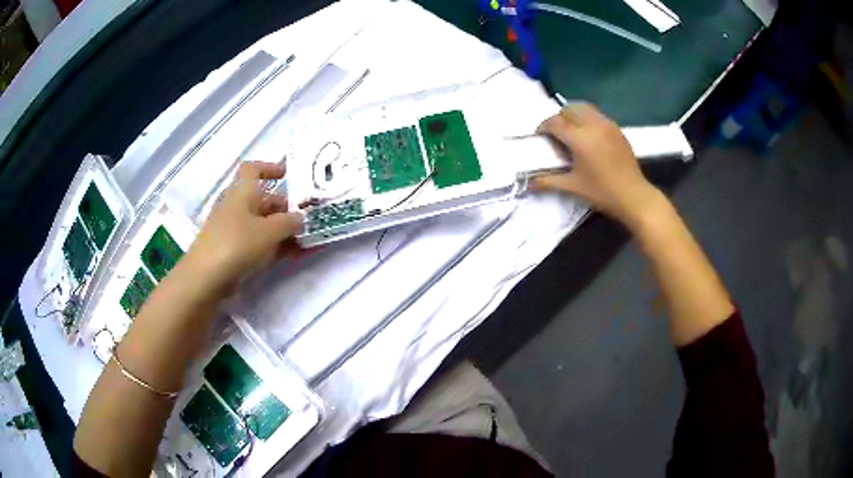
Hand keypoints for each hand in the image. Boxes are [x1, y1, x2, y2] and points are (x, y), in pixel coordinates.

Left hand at [182, 162, 303, 295]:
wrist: (206, 278)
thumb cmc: (237, 243)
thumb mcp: (270, 231)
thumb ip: (289, 222)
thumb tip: (299, 217)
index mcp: (242, 192)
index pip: (253, 169)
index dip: (270, 168)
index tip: (288, 175)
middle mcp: (236, 207)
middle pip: (263, 200)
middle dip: (286, 208)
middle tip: (308, 217)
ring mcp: (234, 230)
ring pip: (263, 224)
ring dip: (284, 230)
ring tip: (307, 240)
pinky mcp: (234, 251)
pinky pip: (259, 243)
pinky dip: (275, 246)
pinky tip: (294, 255)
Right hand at [533, 103, 661, 226]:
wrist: (634, 196)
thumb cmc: (602, 192)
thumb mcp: (573, 187)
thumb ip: (548, 182)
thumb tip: (527, 183)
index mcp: (580, 138)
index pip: (555, 122)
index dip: (543, 127)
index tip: (539, 136)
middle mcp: (593, 125)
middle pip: (569, 109)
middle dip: (558, 118)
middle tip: (555, 134)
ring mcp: (607, 125)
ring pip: (584, 108)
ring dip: (572, 114)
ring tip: (571, 130)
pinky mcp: (617, 129)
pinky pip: (597, 114)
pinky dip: (587, 118)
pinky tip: (588, 135)